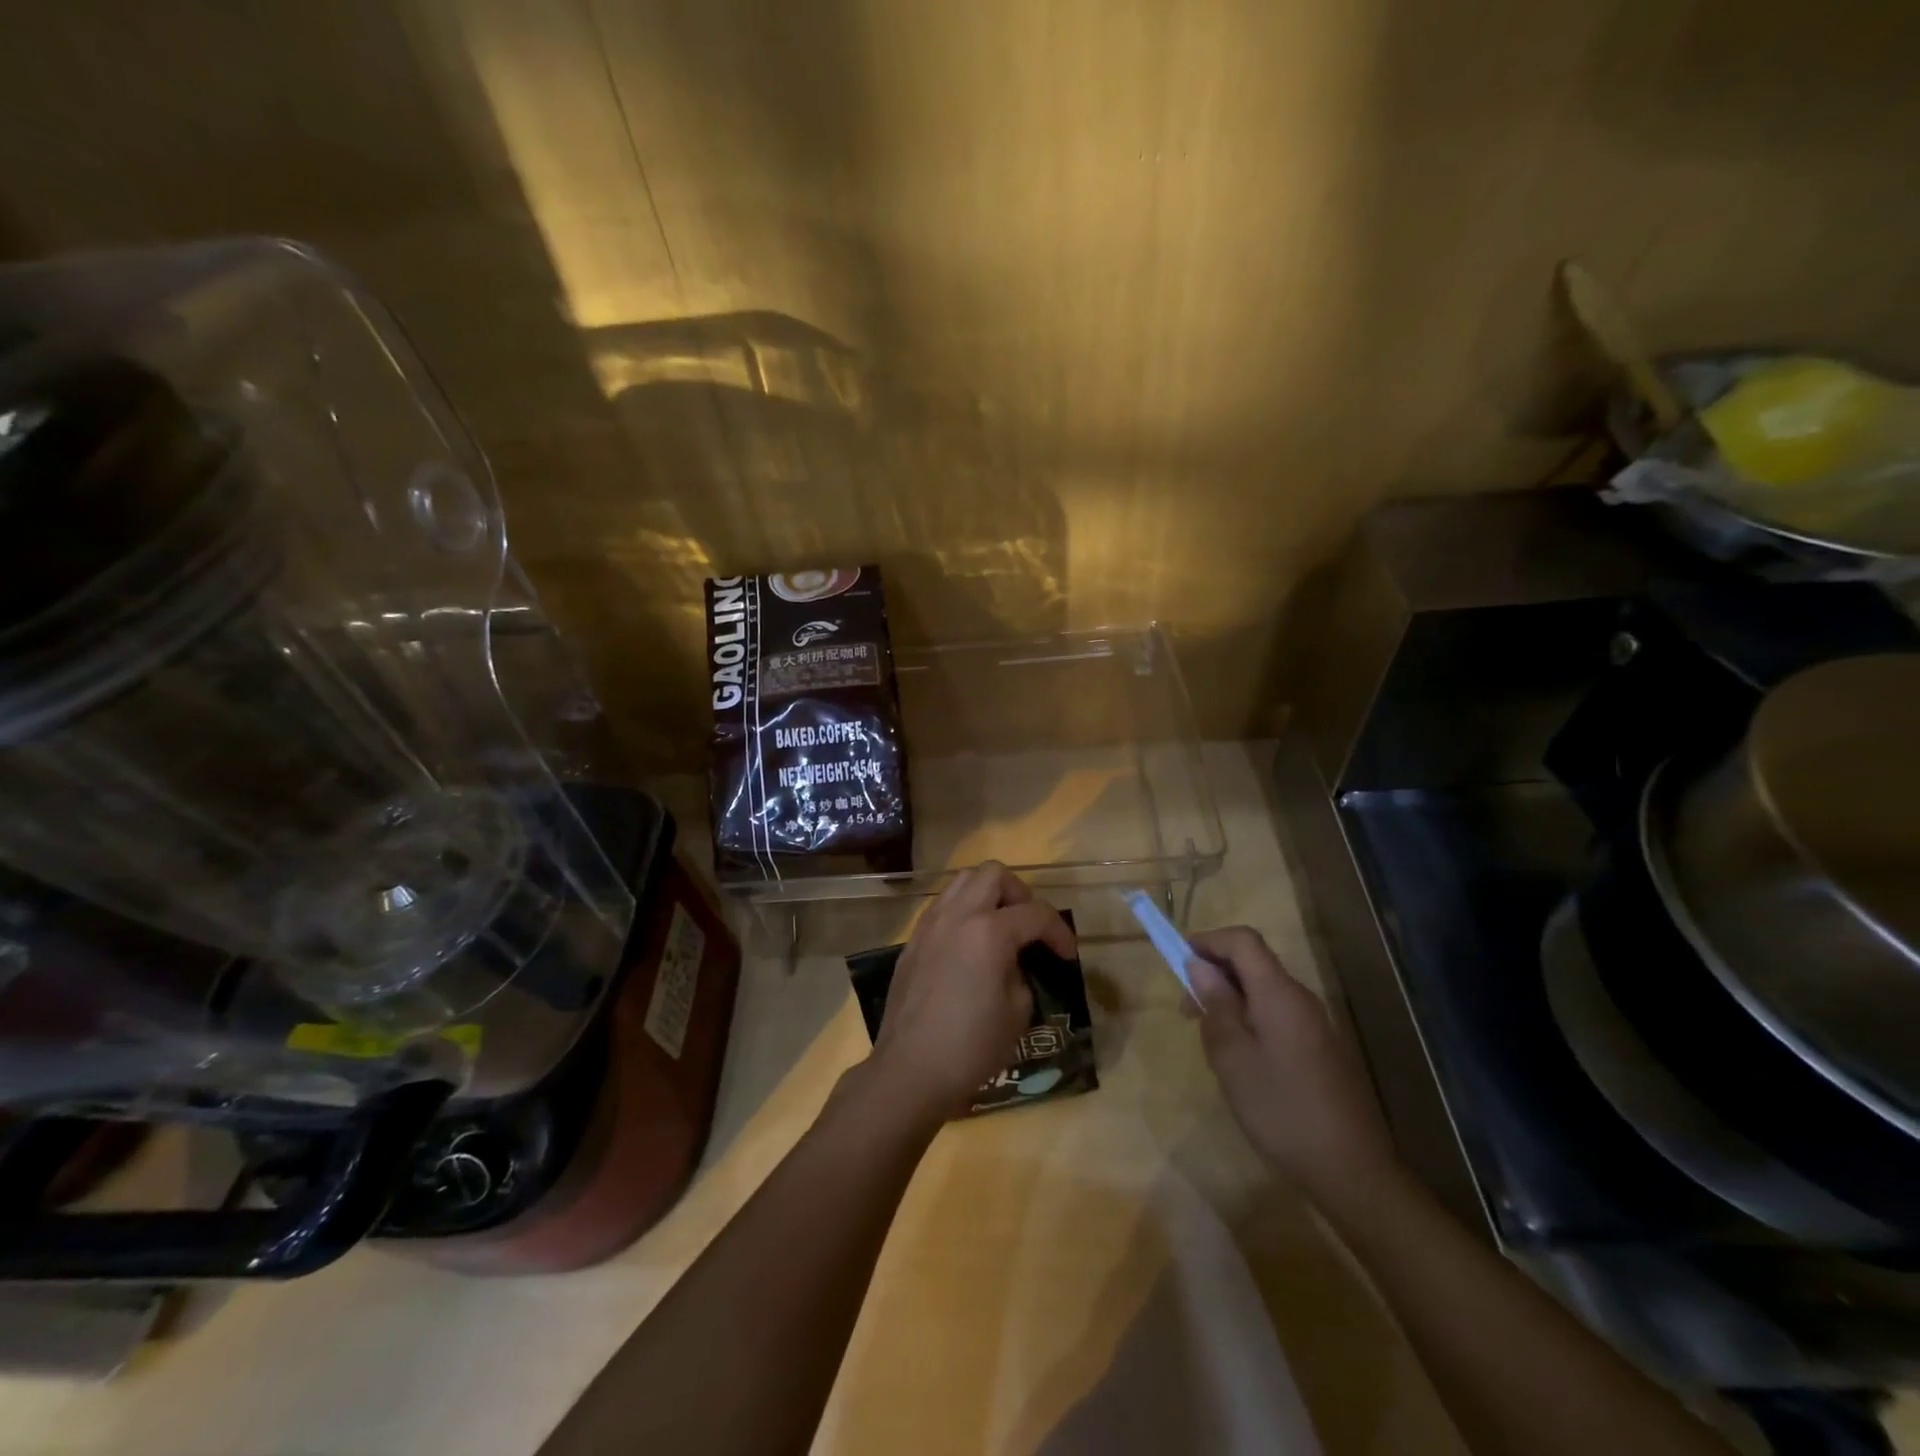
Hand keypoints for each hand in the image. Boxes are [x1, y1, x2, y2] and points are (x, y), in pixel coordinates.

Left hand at [866, 861, 1075, 1124]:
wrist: (910, 1070)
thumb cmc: (970, 1046)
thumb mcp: (1017, 1013)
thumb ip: (1021, 975)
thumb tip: (1013, 965)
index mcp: (989, 932)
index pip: (1035, 914)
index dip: (1059, 932)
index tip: (1067, 956)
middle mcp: (957, 916)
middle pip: (994, 874)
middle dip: (1020, 894)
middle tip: (1029, 927)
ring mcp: (930, 925)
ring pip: (963, 882)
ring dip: (988, 895)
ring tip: (1000, 928)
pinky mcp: (912, 941)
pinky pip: (942, 906)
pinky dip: (963, 912)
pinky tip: (970, 944)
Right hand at [1188, 926, 1399, 1207]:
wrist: (1352, 1170)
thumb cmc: (1281, 1109)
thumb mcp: (1232, 1058)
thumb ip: (1216, 1006)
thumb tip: (1201, 967)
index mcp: (1279, 994)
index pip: (1243, 940)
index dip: (1209, 941)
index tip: (1179, 961)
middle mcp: (1301, 999)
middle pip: (1254, 964)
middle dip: (1215, 975)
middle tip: (1188, 1011)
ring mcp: (1316, 1025)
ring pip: (1264, 992)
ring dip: (1231, 1001)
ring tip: (1211, 1042)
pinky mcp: (1322, 1050)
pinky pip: (1278, 1016)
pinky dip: (1251, 1021)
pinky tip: (1242, 1061)